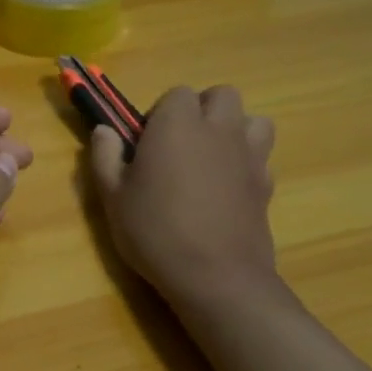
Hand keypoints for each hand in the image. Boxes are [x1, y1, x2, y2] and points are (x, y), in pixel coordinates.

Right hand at [89, 85, 279, 308]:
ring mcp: (249, 155)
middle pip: (221, 96)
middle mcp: (218, 129)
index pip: (176, 94)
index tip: (148, 143)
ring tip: (212, 160)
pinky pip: (261, 157)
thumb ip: (105, 157)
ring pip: (253, 120)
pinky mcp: (267, 183)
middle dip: (203, 111)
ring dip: (234, 131)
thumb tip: (104, 130)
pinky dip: (247, 164)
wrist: (216, 276)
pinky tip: (228, 190)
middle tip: (181, 146)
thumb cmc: (155, 231)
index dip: (161, 114)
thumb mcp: (112, 197)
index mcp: (177, 124)